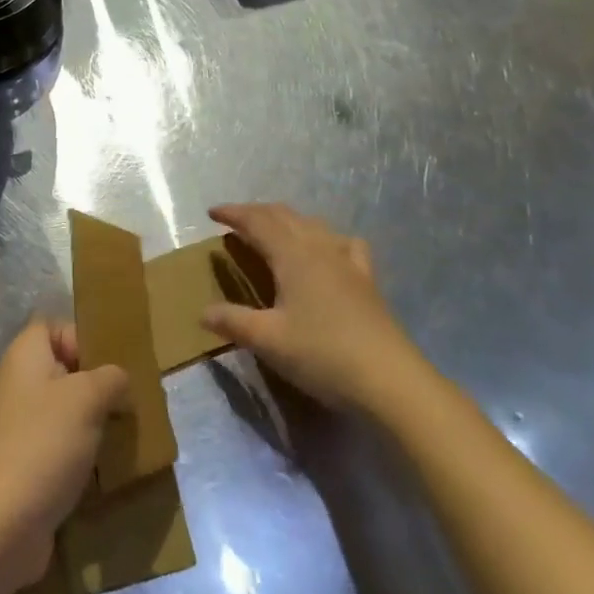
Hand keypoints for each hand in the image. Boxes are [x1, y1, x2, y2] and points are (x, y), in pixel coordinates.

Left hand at [0, 319, 128, 593]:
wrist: (2, 525)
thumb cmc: (44, 444)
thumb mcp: (88, 398)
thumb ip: (110, 377)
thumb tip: (118, 379)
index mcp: (25, 355)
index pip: (54, 326)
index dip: (82, 337)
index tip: (110, 364)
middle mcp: (18, 383)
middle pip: (64, 368)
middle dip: (97, 383)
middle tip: (128, 400)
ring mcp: (19, 425)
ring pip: (65, 408)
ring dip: (94, 420)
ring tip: (124, 433)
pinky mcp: (26, 462)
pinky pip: (61, 442)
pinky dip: (82, 451)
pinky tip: (106, 465)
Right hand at [200, 203, 431, 412]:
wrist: (389, 380)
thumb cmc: (322, 354)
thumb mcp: (268, 340)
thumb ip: (233, 321)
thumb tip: (203, 312)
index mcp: (292, 254)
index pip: (257, 221)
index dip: (233, 213)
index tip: (212, 212)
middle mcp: (319, 247)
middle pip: (284, 215)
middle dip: (256, 213)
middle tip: (235, 220)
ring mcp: (346, 261)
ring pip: (312, 224)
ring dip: (287, 220)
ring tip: (272, 231)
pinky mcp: (366, 280)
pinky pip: (343, 244)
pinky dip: (326, 238)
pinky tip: (328, 250)